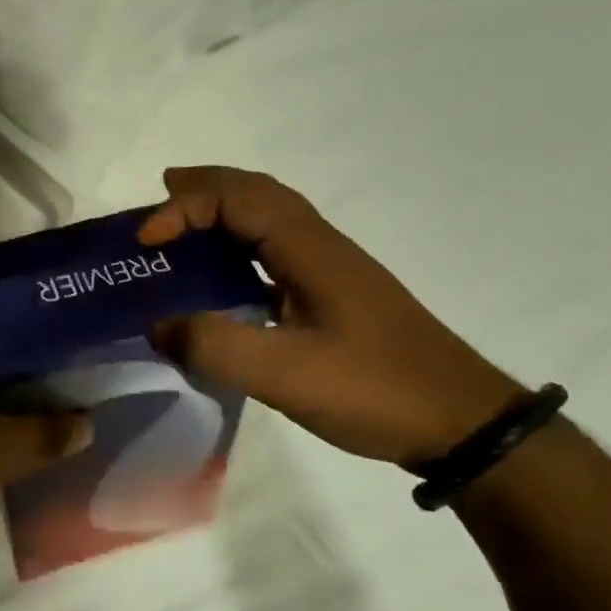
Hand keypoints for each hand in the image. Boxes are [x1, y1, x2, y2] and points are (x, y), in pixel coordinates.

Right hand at [140, 166, 520, 468]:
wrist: (465, 423)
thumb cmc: (375, 389)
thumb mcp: (285, 374)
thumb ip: (213, 345)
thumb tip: (157, 325)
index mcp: (309, 249)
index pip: (236, 199)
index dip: (183, 208)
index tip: (146, 243)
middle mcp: (321, 244)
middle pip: (257, 191)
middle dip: (204, 186)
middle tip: (160, 192)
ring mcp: (332, 267)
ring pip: (270, 215)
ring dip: (224, 208)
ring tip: (184, 223)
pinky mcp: (336, 292)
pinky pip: (277, 246)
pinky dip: (241, 240)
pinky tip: (226, 273)